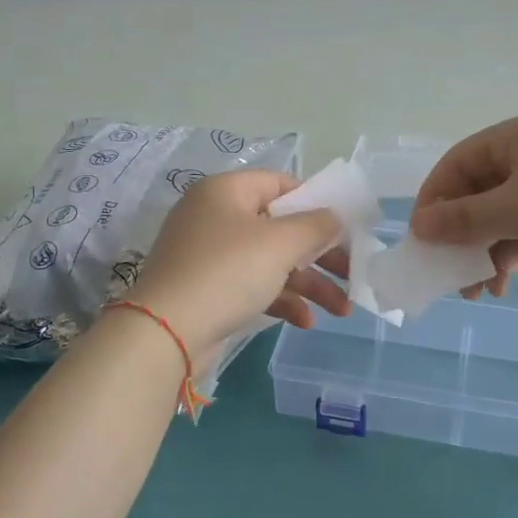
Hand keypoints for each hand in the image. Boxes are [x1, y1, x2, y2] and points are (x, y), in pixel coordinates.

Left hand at [126, 169, 352, 362]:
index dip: (316, 202)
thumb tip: (335, 218)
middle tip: (352, 272)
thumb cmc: (227, 272)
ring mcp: (210, 255)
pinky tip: (306, 322)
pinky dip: (281, 300)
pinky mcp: (208, 289)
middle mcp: (216, 216)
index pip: (280, 184)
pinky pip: (253, 285)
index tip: (345, 226)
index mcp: (227, 191)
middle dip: (320, 253)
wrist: (165, 333)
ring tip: (343, 309)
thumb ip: (316, 226)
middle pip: (280, 227)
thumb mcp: (280, 244)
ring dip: (308, 283)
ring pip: (271, 260)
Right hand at [409, 113, 517, 293]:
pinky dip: (510, 255)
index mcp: (517, 136)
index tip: (420, 237)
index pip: (458, 162)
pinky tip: (501, 286)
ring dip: (483, 252)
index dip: (434, 198)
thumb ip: (463, 218)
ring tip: (475, 291)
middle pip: (478, 192)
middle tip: (445, 272)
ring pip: (501, 217)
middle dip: (460, 235)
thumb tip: (419, 225)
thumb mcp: (515, 209)